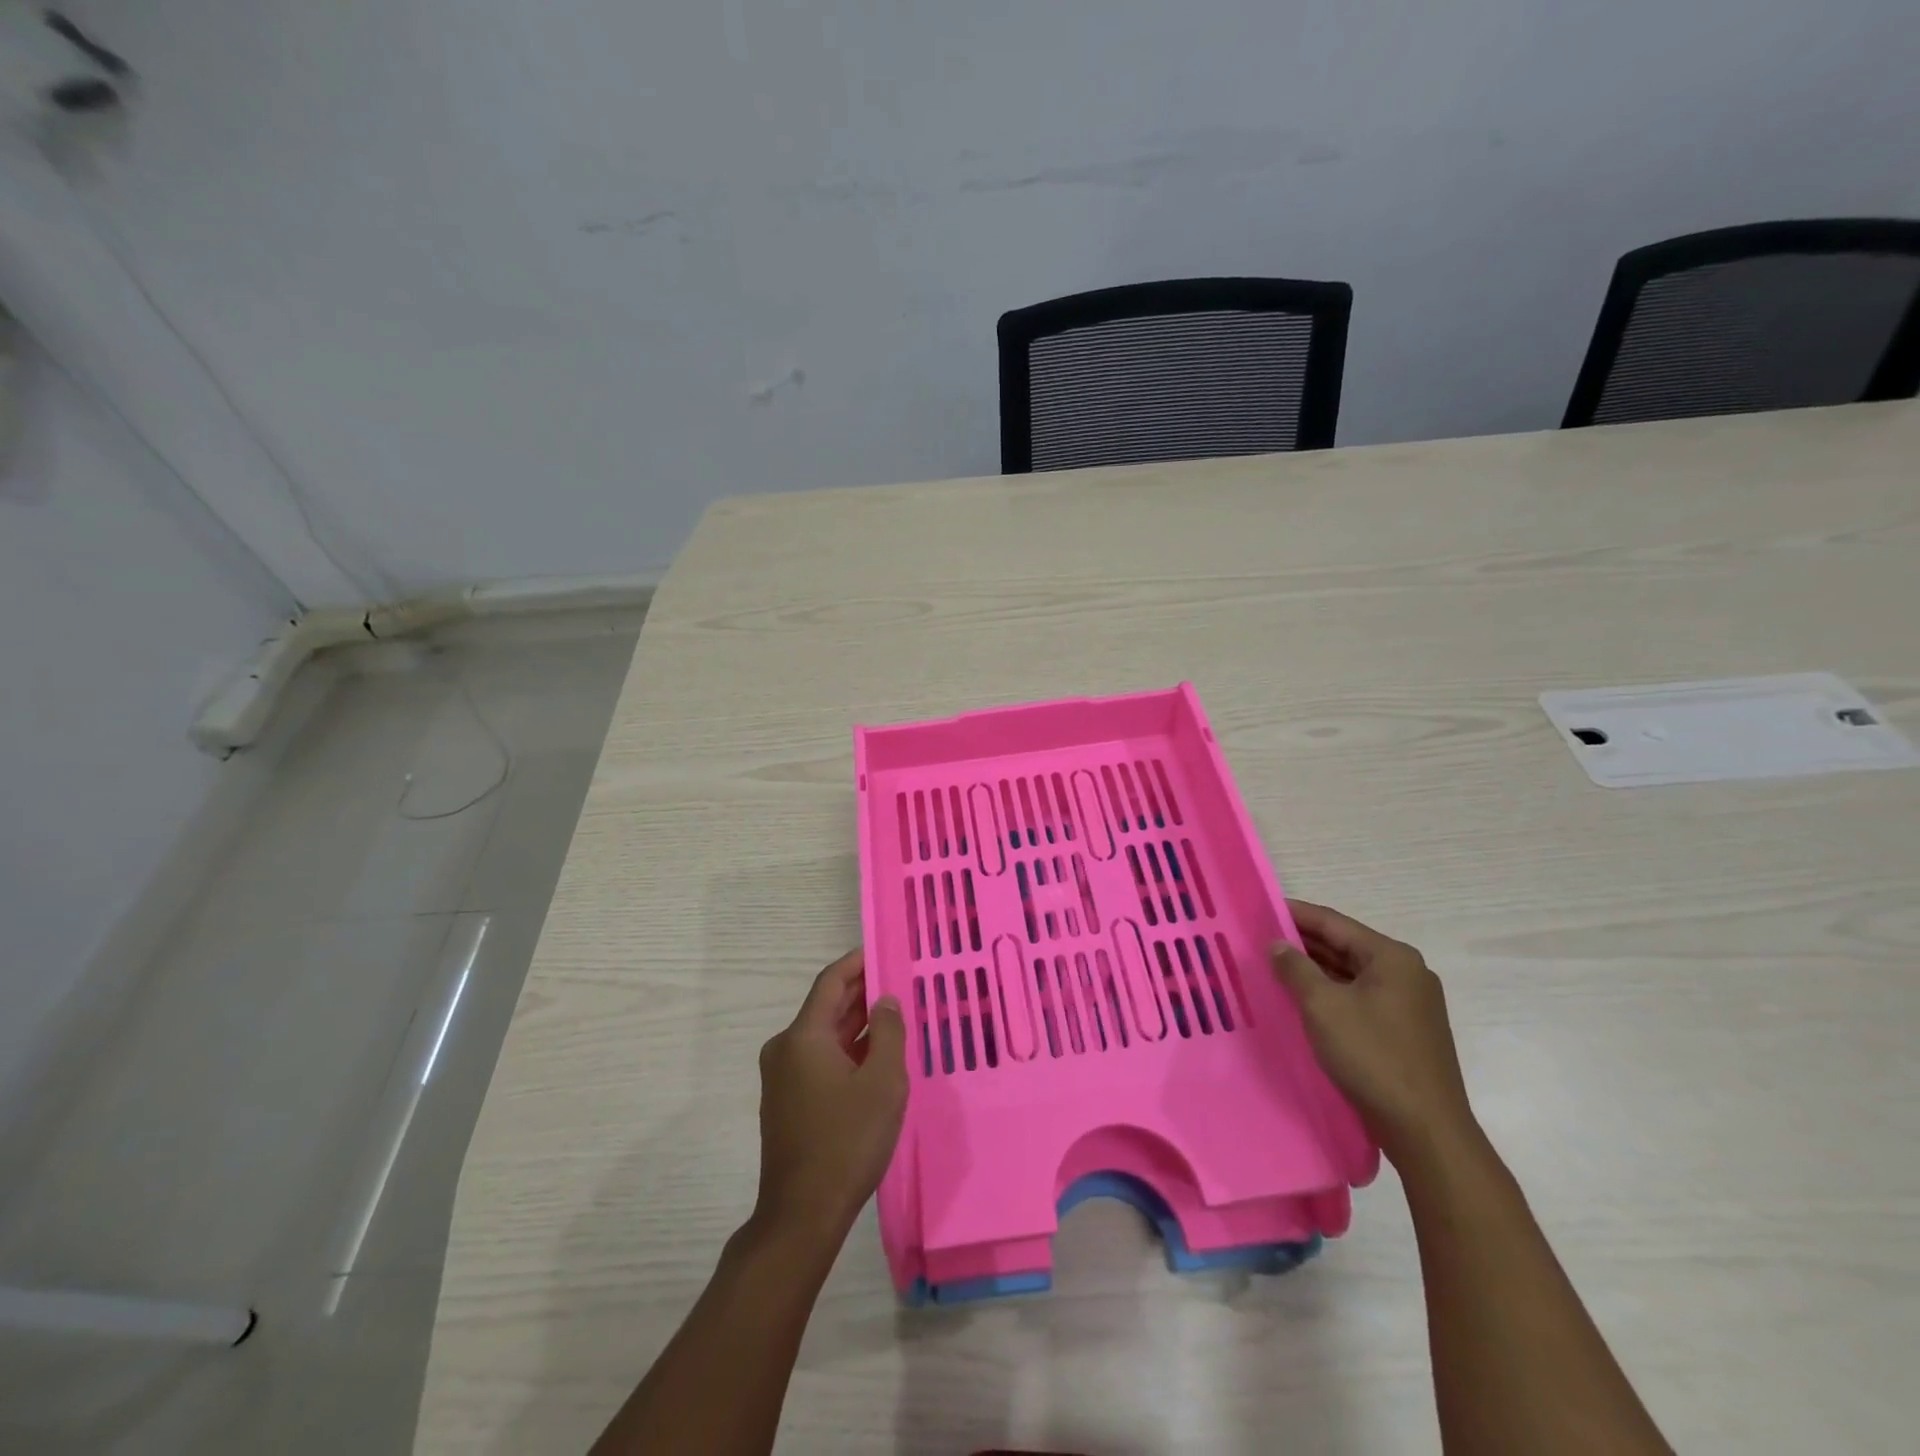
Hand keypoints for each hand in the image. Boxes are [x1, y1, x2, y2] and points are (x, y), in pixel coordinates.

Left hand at [753, 948, 907, 1246]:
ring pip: (823, 1035)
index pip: (831, 982)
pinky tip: (874, 1056)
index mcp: (803, 1037)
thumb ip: (888, 1033)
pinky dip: (845, 1050)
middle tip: (897, 981)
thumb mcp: (882, 1083)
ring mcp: (782, 1077)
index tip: (884, 950)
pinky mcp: (787, 1101)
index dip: (857, 962)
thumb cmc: (847, 1141)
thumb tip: (884, 1000)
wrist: (802, 1215)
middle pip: (826, 1007)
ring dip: (855, 1024)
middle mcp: (785, 1049)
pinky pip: (818, 1060)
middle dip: (861, 992)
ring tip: (893, 1015)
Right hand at [1271, 901, 1477, 1163]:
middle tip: (1259, 938)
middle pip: (1344, 946)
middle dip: (1302, 943)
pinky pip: (1359, 999)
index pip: (1334, 923)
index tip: (1260, 908)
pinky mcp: (1404, 1032)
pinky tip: (1301, 1000)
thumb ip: (1295, 968)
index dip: (1295, 913)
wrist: (1425, 1131)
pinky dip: (1330, 994)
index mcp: (1392, 958)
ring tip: (1273, 967)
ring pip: (1350, 974)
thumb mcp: (1323, 1006)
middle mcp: (1406, 974)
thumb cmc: (1373, 1056)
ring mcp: (1408, 1005)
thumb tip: (1277, 944)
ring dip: (1314, 970)